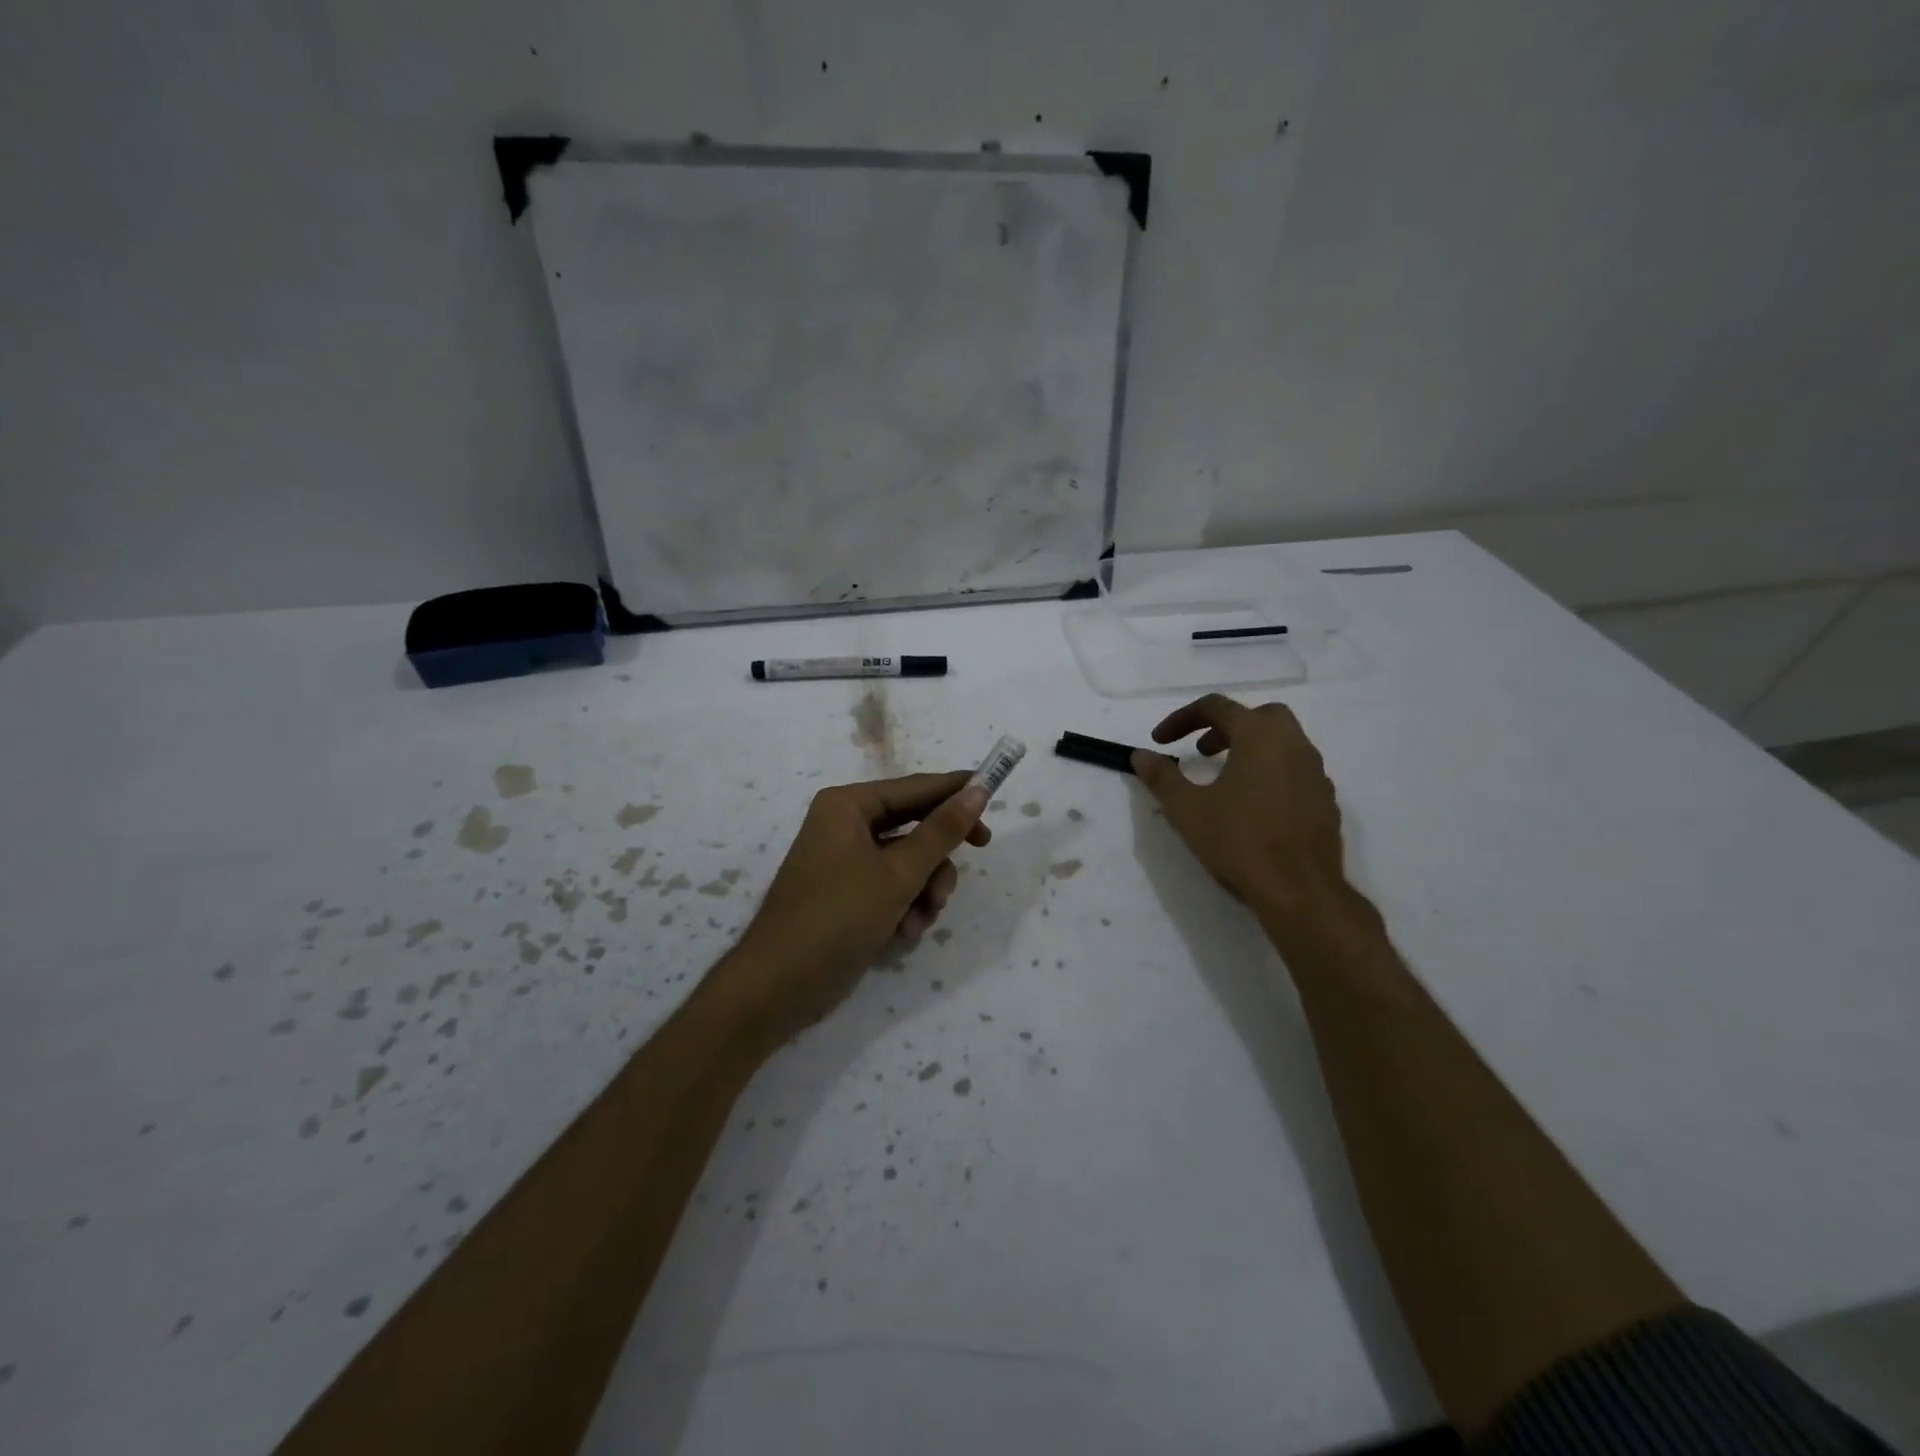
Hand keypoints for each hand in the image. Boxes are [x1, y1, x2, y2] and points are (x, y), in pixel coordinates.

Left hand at [721, 771, 989, 1041]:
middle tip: (974, 857)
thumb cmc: (837, 917)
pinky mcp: (848, 895)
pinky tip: (904, 934)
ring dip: (924, 891)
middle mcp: (845, 825)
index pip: (915, 788)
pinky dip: (905, 908)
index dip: (956, 791)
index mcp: (848, 805)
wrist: (778, 988)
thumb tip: (977, 790)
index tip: (995, 796)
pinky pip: (892, 887)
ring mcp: (845, 862)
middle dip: (938, 858)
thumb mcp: (898, 873)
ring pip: (909, 862)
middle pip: (914, 826)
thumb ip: (942, 831)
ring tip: (920, 919)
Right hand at [1132, 694, 1347, 919]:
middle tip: (1200, 750)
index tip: (1160, 741)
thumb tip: (1140, 755)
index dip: (1182, 718)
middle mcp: (1294, 744)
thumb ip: (1162, 777)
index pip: (1217, 707)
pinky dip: (1269, 772)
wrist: (1301, 891)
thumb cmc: (1240, 842)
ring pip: (1281, 742)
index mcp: (1260, 736)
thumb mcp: (1187, 809)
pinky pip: (1294, 770)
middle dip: (1225, 726)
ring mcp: (1315, 772)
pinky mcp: (1325, 800)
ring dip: (1249, 748)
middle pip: (1258, 716)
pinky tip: (1252, 805)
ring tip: (1223, 778)